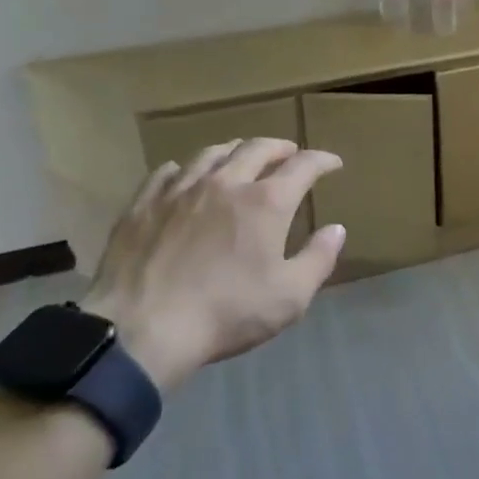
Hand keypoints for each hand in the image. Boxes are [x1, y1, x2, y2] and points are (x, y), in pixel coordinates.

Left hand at [82, 138, 345, 389]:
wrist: (141, 331)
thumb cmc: (225, 314)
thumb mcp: (289, 297)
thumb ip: (318, 259)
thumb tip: (336, 229)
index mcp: (266, 202)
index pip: (303, 165)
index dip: (322, 160)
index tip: (333, 163)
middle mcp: (226, 182)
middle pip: (257, 148)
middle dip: (280, 147)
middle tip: (289, 153)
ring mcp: (181, 190)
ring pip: (212, 153)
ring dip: (235, 150)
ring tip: (241, 157)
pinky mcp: (144, 204)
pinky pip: (167, 171)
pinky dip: (186, 169)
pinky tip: (185, 176)